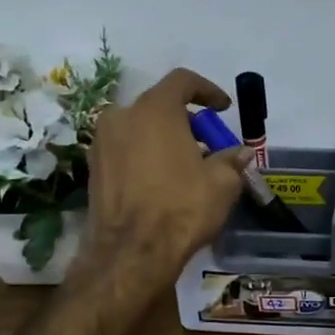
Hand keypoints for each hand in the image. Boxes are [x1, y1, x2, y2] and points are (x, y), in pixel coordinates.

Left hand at [80, 68, 251, 281]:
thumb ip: (231, 160)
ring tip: (186, 166)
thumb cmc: (182, 207)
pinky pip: (125, 150)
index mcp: (154, 109)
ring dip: (164, 139)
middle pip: (159, 106)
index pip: (182, 81)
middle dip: (186, 121)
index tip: (223, 109)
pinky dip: (145, 156)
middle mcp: (121, 117)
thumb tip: (241, 153)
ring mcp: (101, 143)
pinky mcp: (93, 169)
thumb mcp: (221, 183)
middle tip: (207, 144)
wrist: (131, 253)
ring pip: (139, 128)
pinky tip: (162, 182)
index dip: (207, 90)